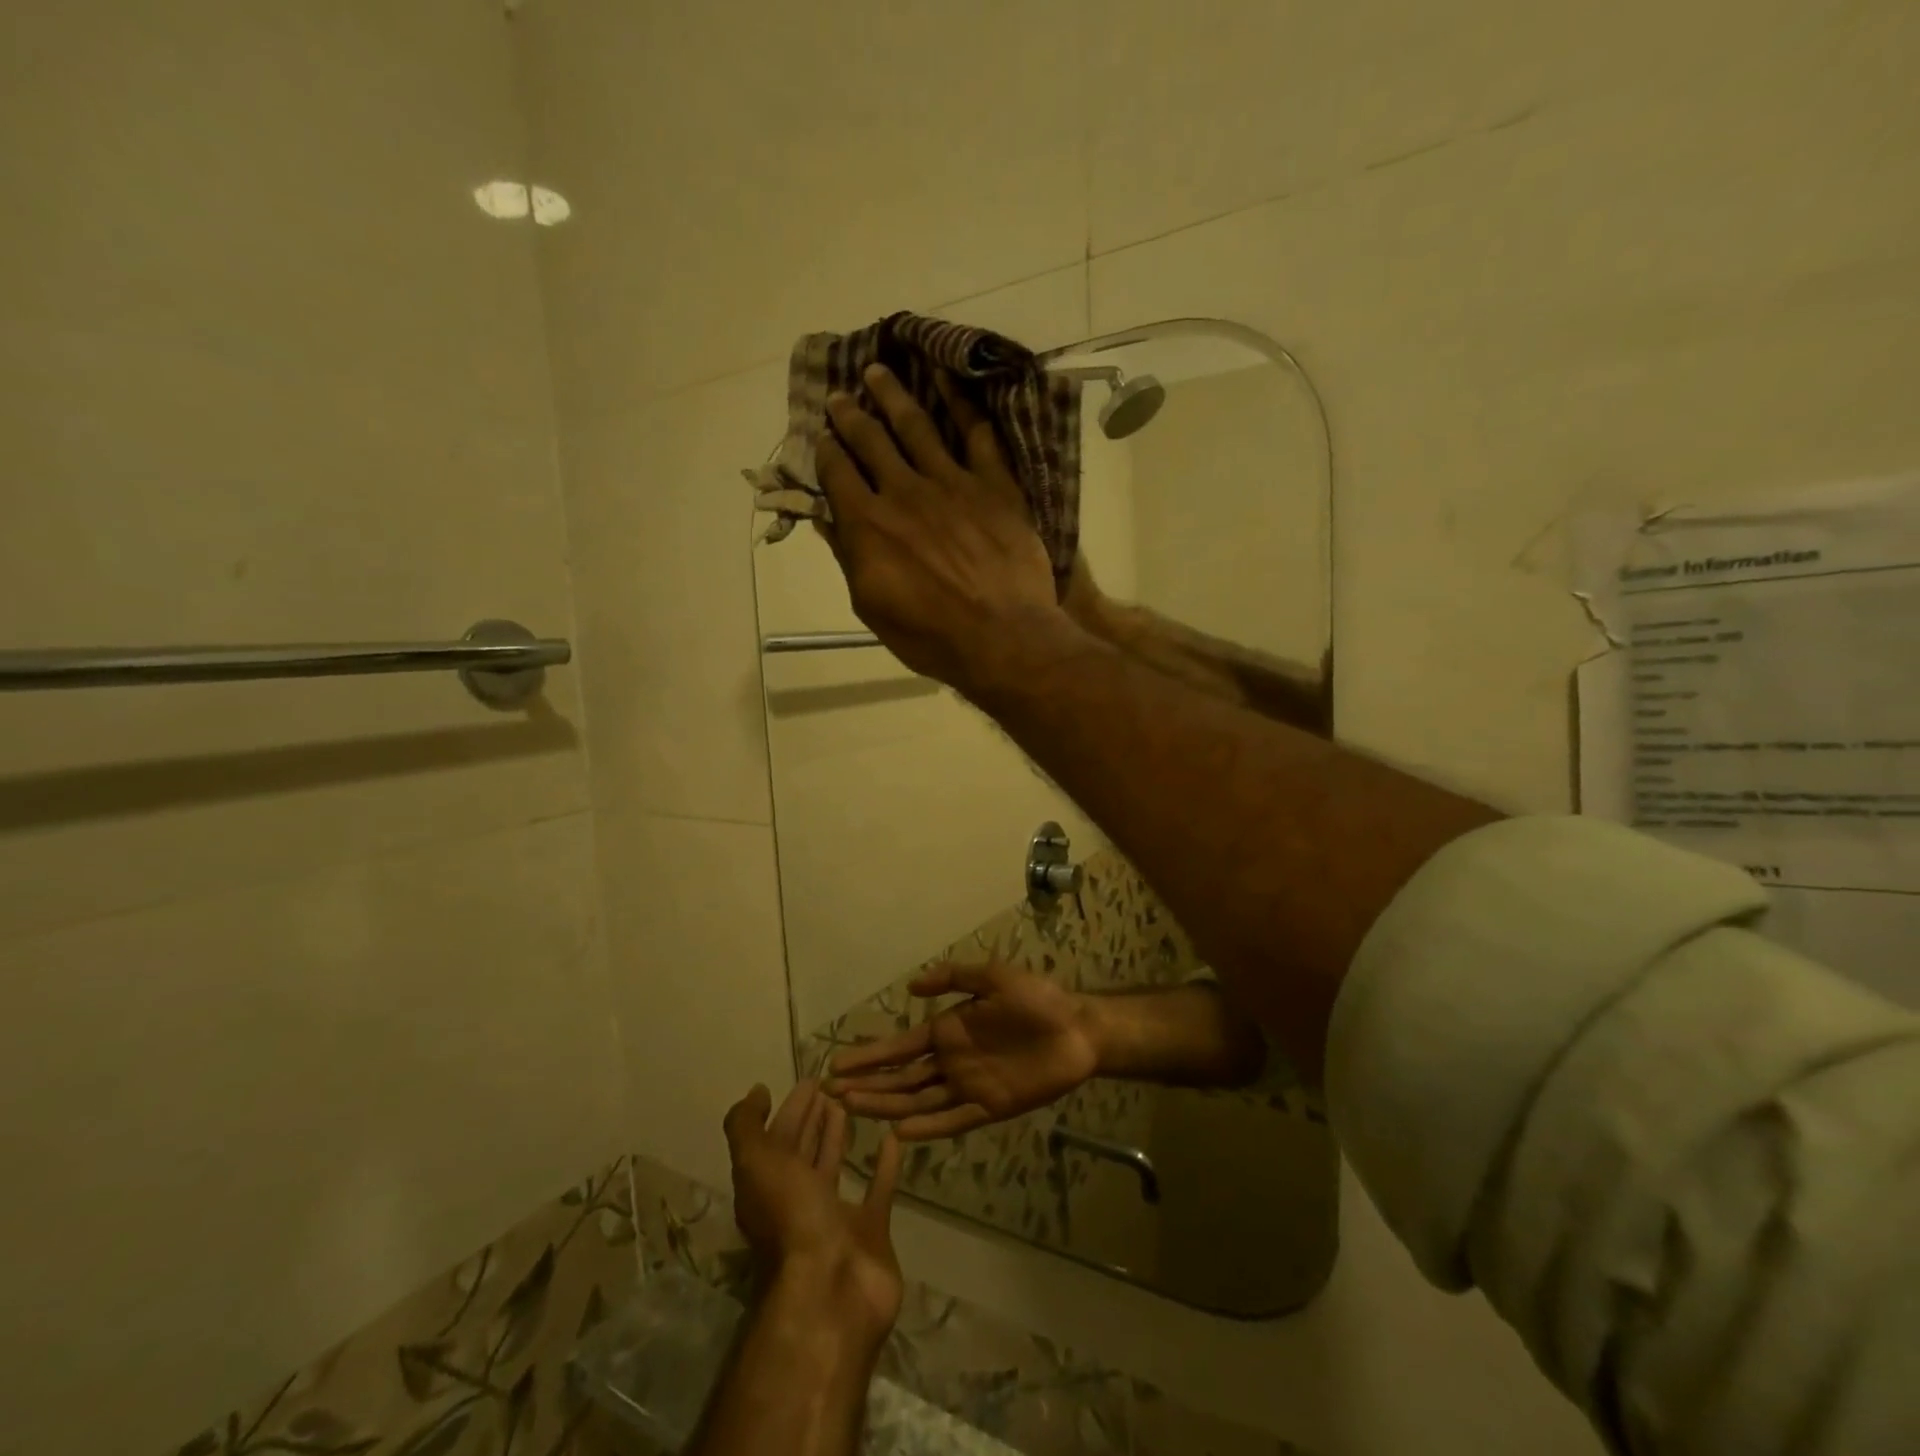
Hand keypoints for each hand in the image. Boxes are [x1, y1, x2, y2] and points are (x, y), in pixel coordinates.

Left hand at [723, 1081, 904, 1343]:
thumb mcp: (756, 1164)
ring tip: (853, 1105)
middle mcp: (796, 1202)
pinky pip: (877, 1190)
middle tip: (833, 1087)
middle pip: (803, 1152)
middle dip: (813, 1119)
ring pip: (835, 1168)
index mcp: (767, 1188)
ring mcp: (833, 1218)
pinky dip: (884, 1165)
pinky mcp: (869, 1232)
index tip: (810, 1080)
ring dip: (839, 1138)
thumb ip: (747, 1127)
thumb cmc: (790, 1219)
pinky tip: (892, 1138)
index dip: (790, 1109)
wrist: (831, 1292)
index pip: (777, 1139)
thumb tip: (755, 1092)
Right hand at [815, 364, 1081, 698]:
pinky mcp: (993, 485)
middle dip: (851, 415)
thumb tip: (827, 520)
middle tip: (839, 396)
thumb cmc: (931, 636)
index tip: (821, 437)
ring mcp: (952, 482)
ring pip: (915, 426)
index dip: (825, 452)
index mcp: (868, 525)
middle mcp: (903, 492)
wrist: (1002, 638)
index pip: (837, 474)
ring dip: (893, 395)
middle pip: (870, 441)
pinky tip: (948, 380)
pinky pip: (976, 434)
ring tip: (878, 373)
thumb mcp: (872, 609)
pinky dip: (960, 403)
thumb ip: (849, 559)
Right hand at [826, 961, 1101, 1139]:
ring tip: (853, 1111)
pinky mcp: (990, 1108)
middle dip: (868, 1085)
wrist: (1077, 1029)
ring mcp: (968, 1087)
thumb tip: (910, 988)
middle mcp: (951, 1062)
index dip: (869, 1056)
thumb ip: (953, 978)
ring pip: (919, 1102)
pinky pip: (953, 1121)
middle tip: (832, 1094)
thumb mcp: (992, 977)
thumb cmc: (1036, 999)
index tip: (836, 1064)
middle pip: (902, 1079)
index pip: (900, 1047)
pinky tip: (901, 1134)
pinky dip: (927, 1129)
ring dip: (887, 1107)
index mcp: (948, 1031)